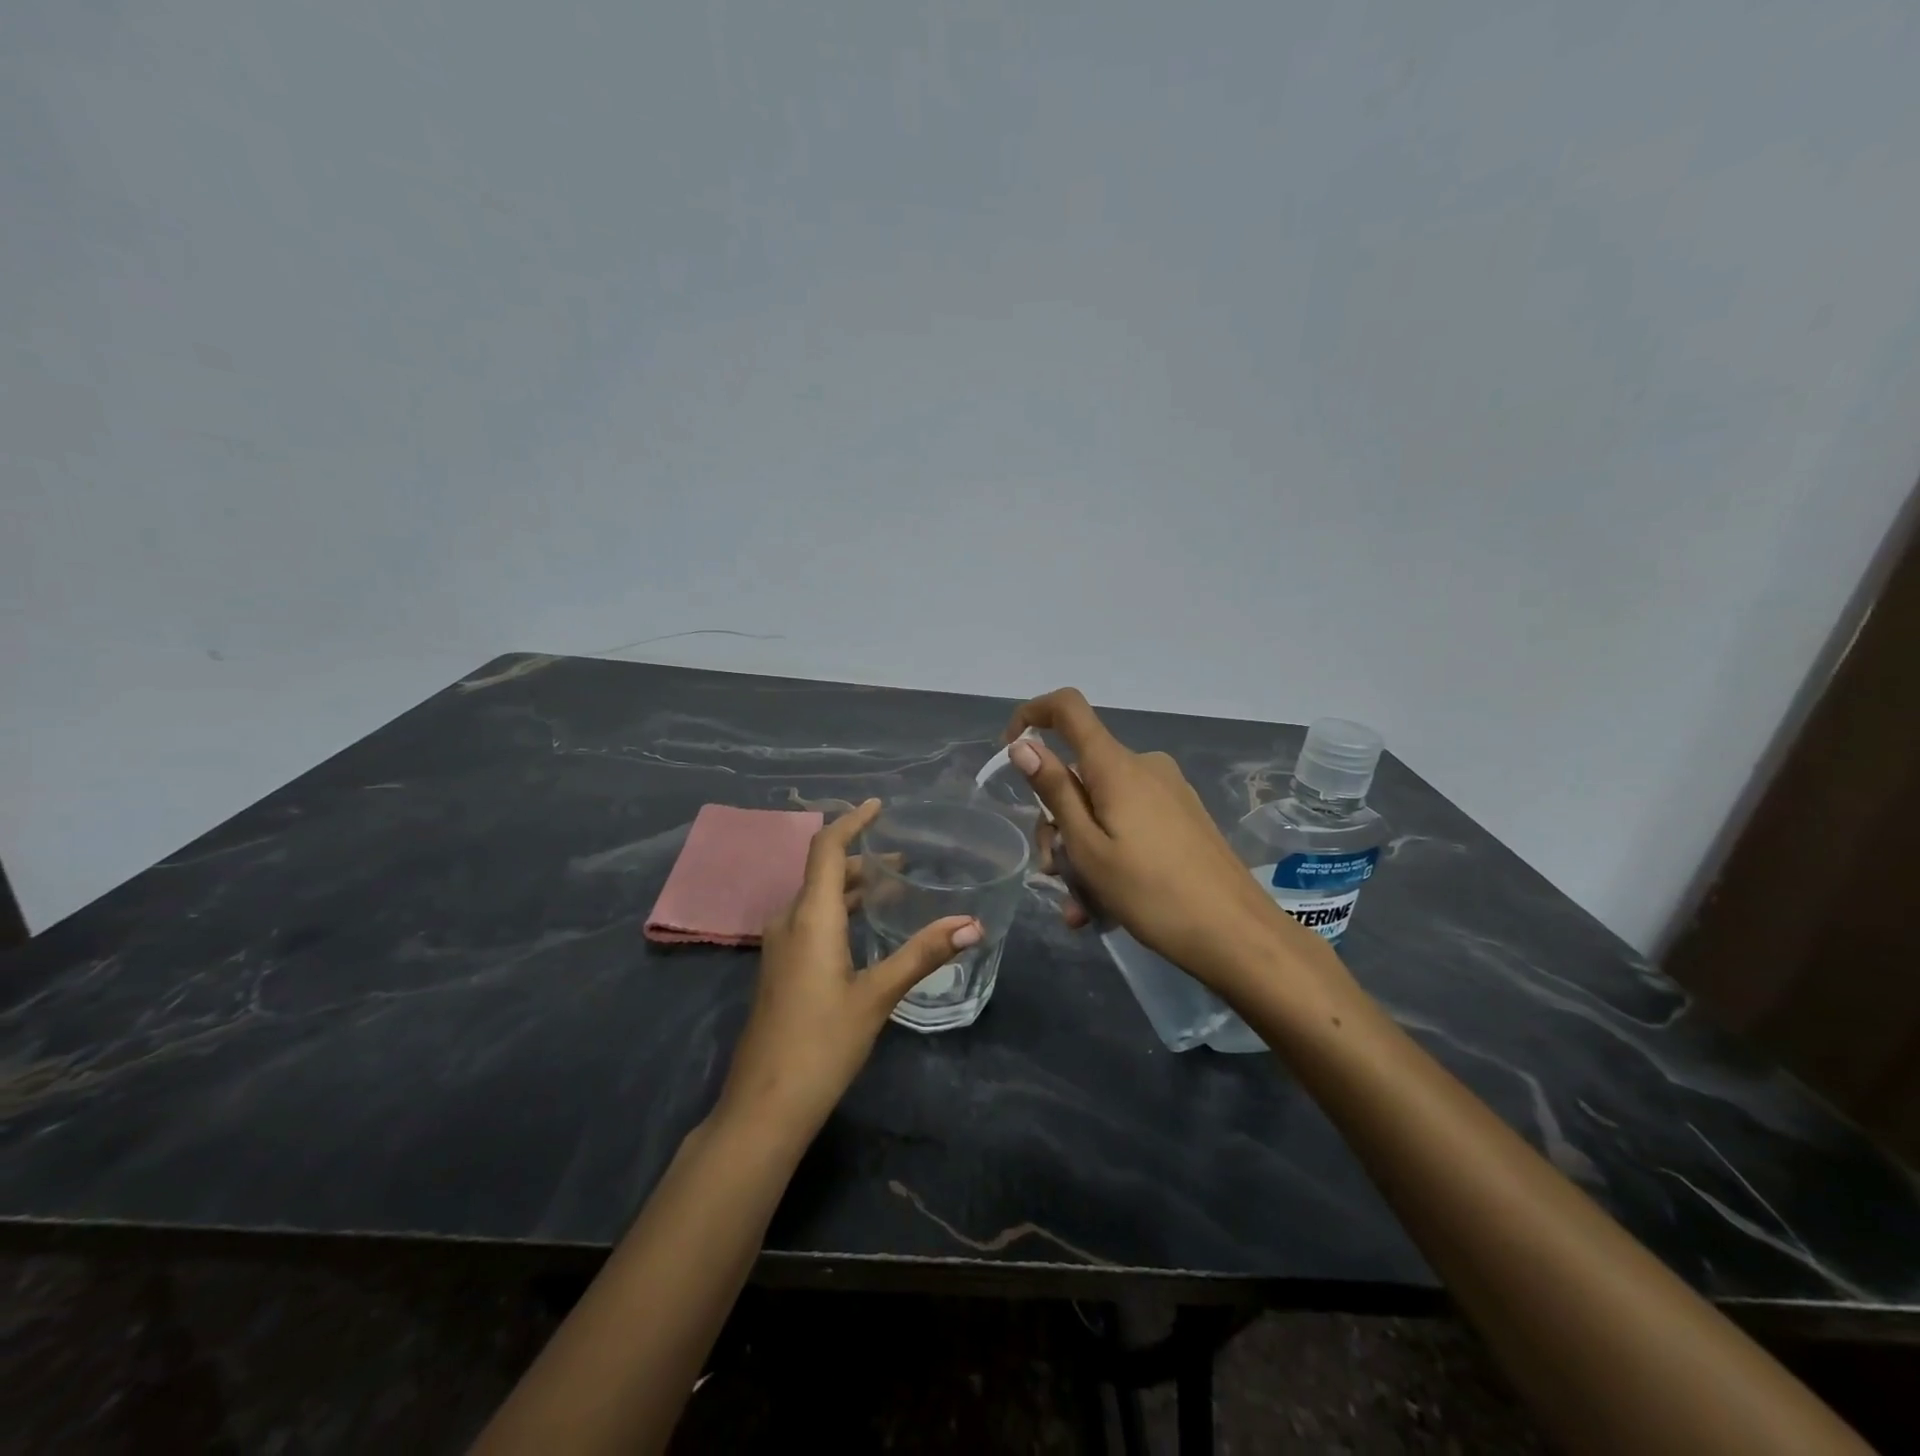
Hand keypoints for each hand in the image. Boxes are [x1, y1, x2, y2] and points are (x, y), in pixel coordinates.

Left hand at [715, 799, 979, 1141]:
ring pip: (816, 898)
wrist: (764, 1105)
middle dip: (861, 858)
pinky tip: (864, 930)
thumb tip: (972, 924)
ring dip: (850, 886)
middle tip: (904, 861)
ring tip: (892, 889)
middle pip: (823, 871)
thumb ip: (922, 955)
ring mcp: (779, 946)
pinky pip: (810, 920)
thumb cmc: (822, 1043)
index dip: (851, 821)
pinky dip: (839, 910)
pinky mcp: (779, 968)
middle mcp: (789, 921)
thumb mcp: (877, 996)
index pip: (826, 848)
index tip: (879, 806)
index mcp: (810, 917)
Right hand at [1005, 689, 1329, 994]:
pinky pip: (1128, 823)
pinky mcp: (1182, 817)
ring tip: (1081, 908)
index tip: (1010, 751)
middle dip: (1056, 823)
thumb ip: (1055, 791)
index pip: (1068, 708)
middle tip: (1053, 876)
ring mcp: (1167, 792)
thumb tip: (1023, 743)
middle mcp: (1143, 767)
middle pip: (1079, 774)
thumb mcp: (1088, 847)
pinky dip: (1108, 855)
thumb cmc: (1152, 893)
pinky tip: (1104, 905)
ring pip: (1101, 807)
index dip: (1032, 714)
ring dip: (1081, 852)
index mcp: (1116, 766)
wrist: (1237, 935)